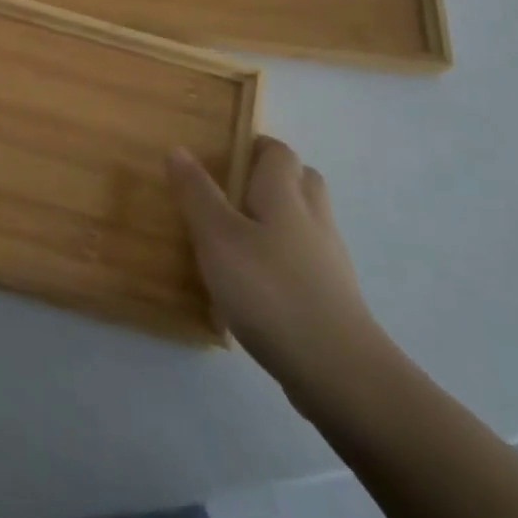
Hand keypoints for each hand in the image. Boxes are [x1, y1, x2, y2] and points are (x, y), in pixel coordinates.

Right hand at [169, 137, 388, 402]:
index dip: (256, 146)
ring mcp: (329, 262)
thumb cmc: (270, 289)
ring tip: (239, 239)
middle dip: (273, 179)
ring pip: (306, 224)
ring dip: (280, 222)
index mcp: (285, 195)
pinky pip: (307, 263)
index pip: (279, 152)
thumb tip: (178, 148)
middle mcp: (313, 219)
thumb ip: (197, 193)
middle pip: (302, 182)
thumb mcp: (218, 237)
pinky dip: (285, 261)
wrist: (338, 370)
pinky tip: (257, 285)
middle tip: (233, 191)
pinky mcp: (333, 299)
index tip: (225, 154)